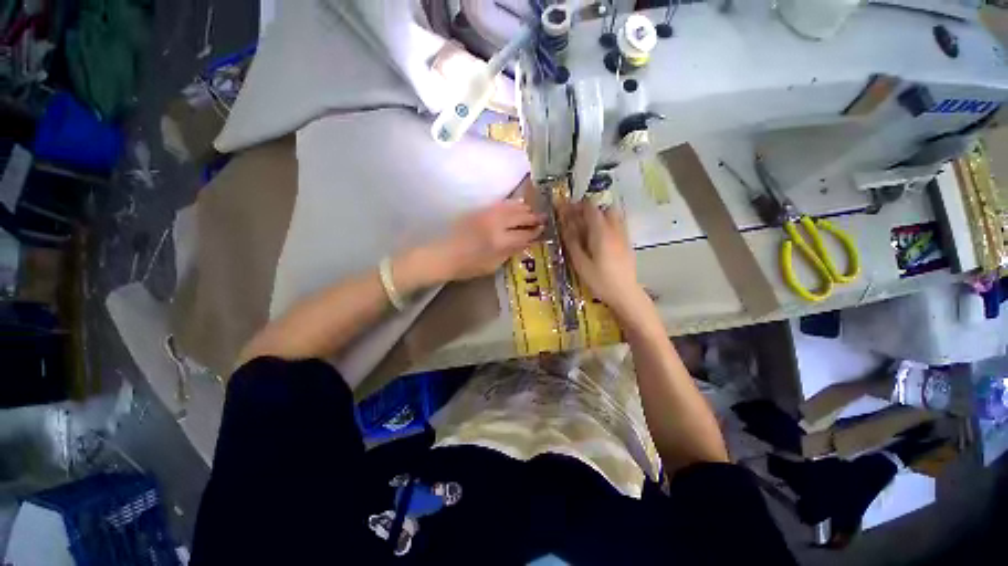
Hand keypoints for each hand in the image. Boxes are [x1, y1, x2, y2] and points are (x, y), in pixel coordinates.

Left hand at [422, 199, 544, 282]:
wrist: (443, 255)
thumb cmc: (468, 266)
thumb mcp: (492, 265)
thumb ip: (510, 252)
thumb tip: (525, 242)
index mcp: (499, 241)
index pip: (523, 235)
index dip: (535, 233)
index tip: (543, 230)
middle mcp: (496, 224)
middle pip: (520, 217)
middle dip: (533, 218)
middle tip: (544, 218)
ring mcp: (487, 214)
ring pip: (511, 207)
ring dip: (524, 209)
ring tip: (532, 211)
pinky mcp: (479, 210)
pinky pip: (500, 204)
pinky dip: (511, 204)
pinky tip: (517, 205)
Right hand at [560, 201, 645, 316]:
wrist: (625, 293)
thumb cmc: (600, 280)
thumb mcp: (581, 263)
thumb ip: (572, 242)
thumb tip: (565, 225)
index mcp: (601, 232)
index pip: (590, 208)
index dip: (576, 206)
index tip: (565, 210)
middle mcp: (614, 229)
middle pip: (603, 209)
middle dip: (588, 210)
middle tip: (575, 219)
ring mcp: (623, 235)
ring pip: (612, 215)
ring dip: (598, 216)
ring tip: (586, 228)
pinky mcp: (627, 242)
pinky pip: (617, 224)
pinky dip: (606, 224)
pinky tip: (598, 237)